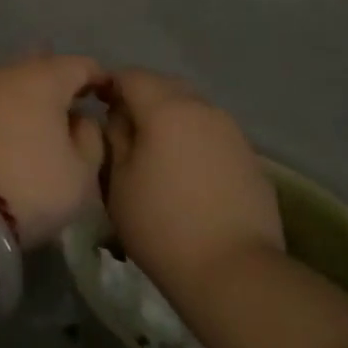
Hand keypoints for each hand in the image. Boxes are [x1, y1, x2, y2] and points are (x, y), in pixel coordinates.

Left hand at [0, 54, 106, 247]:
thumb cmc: (30, 186)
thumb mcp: (81, 173)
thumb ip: (90, 139)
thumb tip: (79, 120)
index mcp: (43, 78)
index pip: (80, 65)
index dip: (99, 78)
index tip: (108, 97)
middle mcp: (7, 74)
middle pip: (41, 66)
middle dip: (59, 80)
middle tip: (74, 102)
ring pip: (11, 83)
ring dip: (29, 97)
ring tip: (42, 120)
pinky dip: (5, 113)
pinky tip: (11, 134)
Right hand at [100, 69, 283, 296]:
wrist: (234, 271)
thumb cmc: (162, 226)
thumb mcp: (118, 182)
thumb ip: (114, 138)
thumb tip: (119, 119)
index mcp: (166, 108)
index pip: (131, 76)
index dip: (110, 86)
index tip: (97, 107)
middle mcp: (202, 108)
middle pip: (165, 86)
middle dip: (142, 99)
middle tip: (125, 131)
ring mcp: (231, 130)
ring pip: (193, 108)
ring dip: (172, 119)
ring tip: (158, 153)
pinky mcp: (250, 156)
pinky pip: (213, 133)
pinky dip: (195, 140)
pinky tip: (189, 174)